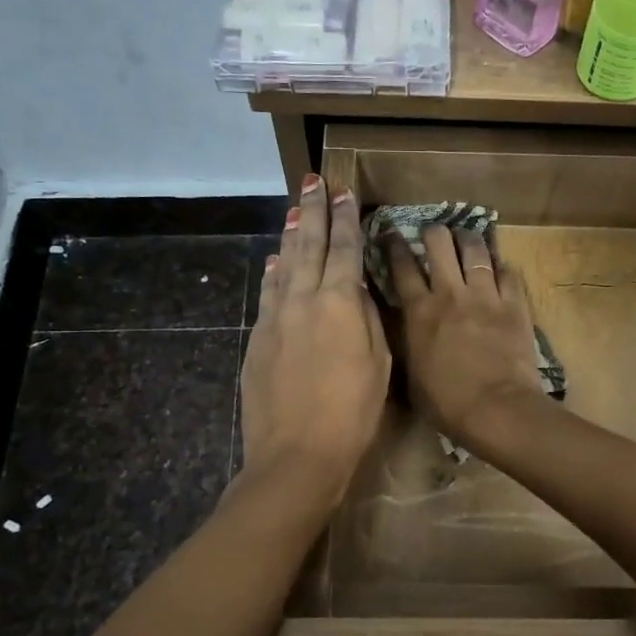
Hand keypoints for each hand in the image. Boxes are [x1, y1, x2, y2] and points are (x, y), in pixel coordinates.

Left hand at [238, 176, 389, 506]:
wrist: (296, 453)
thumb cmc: (352, 412)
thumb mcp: (378, 363)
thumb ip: (366, 319)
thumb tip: (354, 291)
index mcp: (339, 303)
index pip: (345, 249)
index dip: (346, 219)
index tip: (344, 192)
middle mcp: (303, 299)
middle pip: (310, 245)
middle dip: (313, 211)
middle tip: (313, 182)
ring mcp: (275, 317)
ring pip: (284, 264)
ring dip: (291, 235)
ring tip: (295, 210)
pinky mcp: (257, 338)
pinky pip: (268, 293)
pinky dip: (274, 272)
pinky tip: (275, 261)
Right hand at [386, 223, 545, 445]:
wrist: (496, 408)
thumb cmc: (446, 403)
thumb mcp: (411, 376)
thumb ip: (408, 344)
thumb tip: (404, 332)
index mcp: (419, 312)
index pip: (402, 267)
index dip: (395, 246)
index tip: (392, 234)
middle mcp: (450, 294)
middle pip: (439, 244)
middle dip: (434, 233)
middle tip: (434, 235)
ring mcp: (485, 295)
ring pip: (475, 250)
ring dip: (468, 240)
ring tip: (466, 237)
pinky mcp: (514, 304)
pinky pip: (509, 273)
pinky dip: (502, 267)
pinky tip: (500, 267)